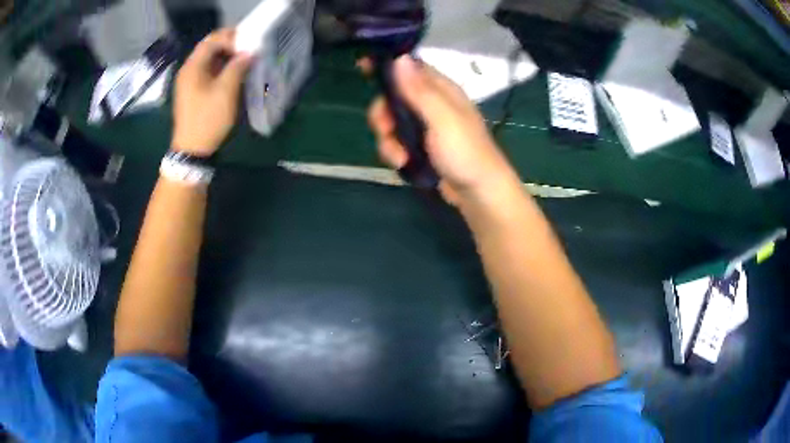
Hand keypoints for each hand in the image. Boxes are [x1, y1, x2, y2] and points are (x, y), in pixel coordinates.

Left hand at [172, 28, 251, 155]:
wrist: (192, 150)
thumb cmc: (208, 119)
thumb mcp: (226, 91)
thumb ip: (238, 67)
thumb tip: (249, 52)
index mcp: (193, 67)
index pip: (212, 39)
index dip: (232, 37)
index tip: (249, 46)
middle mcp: (188, 70)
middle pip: (210, 48)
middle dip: (231, 46)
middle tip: (249, 52)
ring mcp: (188, 81)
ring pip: (209, 60)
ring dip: (227, 58)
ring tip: (245, 63)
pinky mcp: (192, 92)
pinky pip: (207, 72)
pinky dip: (221, 69)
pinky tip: (233, 76)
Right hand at [367, 55, 518, 205]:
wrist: (477, 193)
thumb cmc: (465, 152)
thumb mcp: (442, 119)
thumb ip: (419, 90)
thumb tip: (399, 58)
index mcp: (440, 89)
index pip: (409, 67)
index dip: (386, 66)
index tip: (363, 68)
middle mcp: (430, 103)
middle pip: (392, 97)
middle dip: (383, 115)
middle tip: (385, 129)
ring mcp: (424, 125)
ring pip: (391, 121)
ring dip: (387, 140)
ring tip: (399, 157)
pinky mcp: (419, 145)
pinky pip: (396, 141)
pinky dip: (394, 151)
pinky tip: (402, 163)